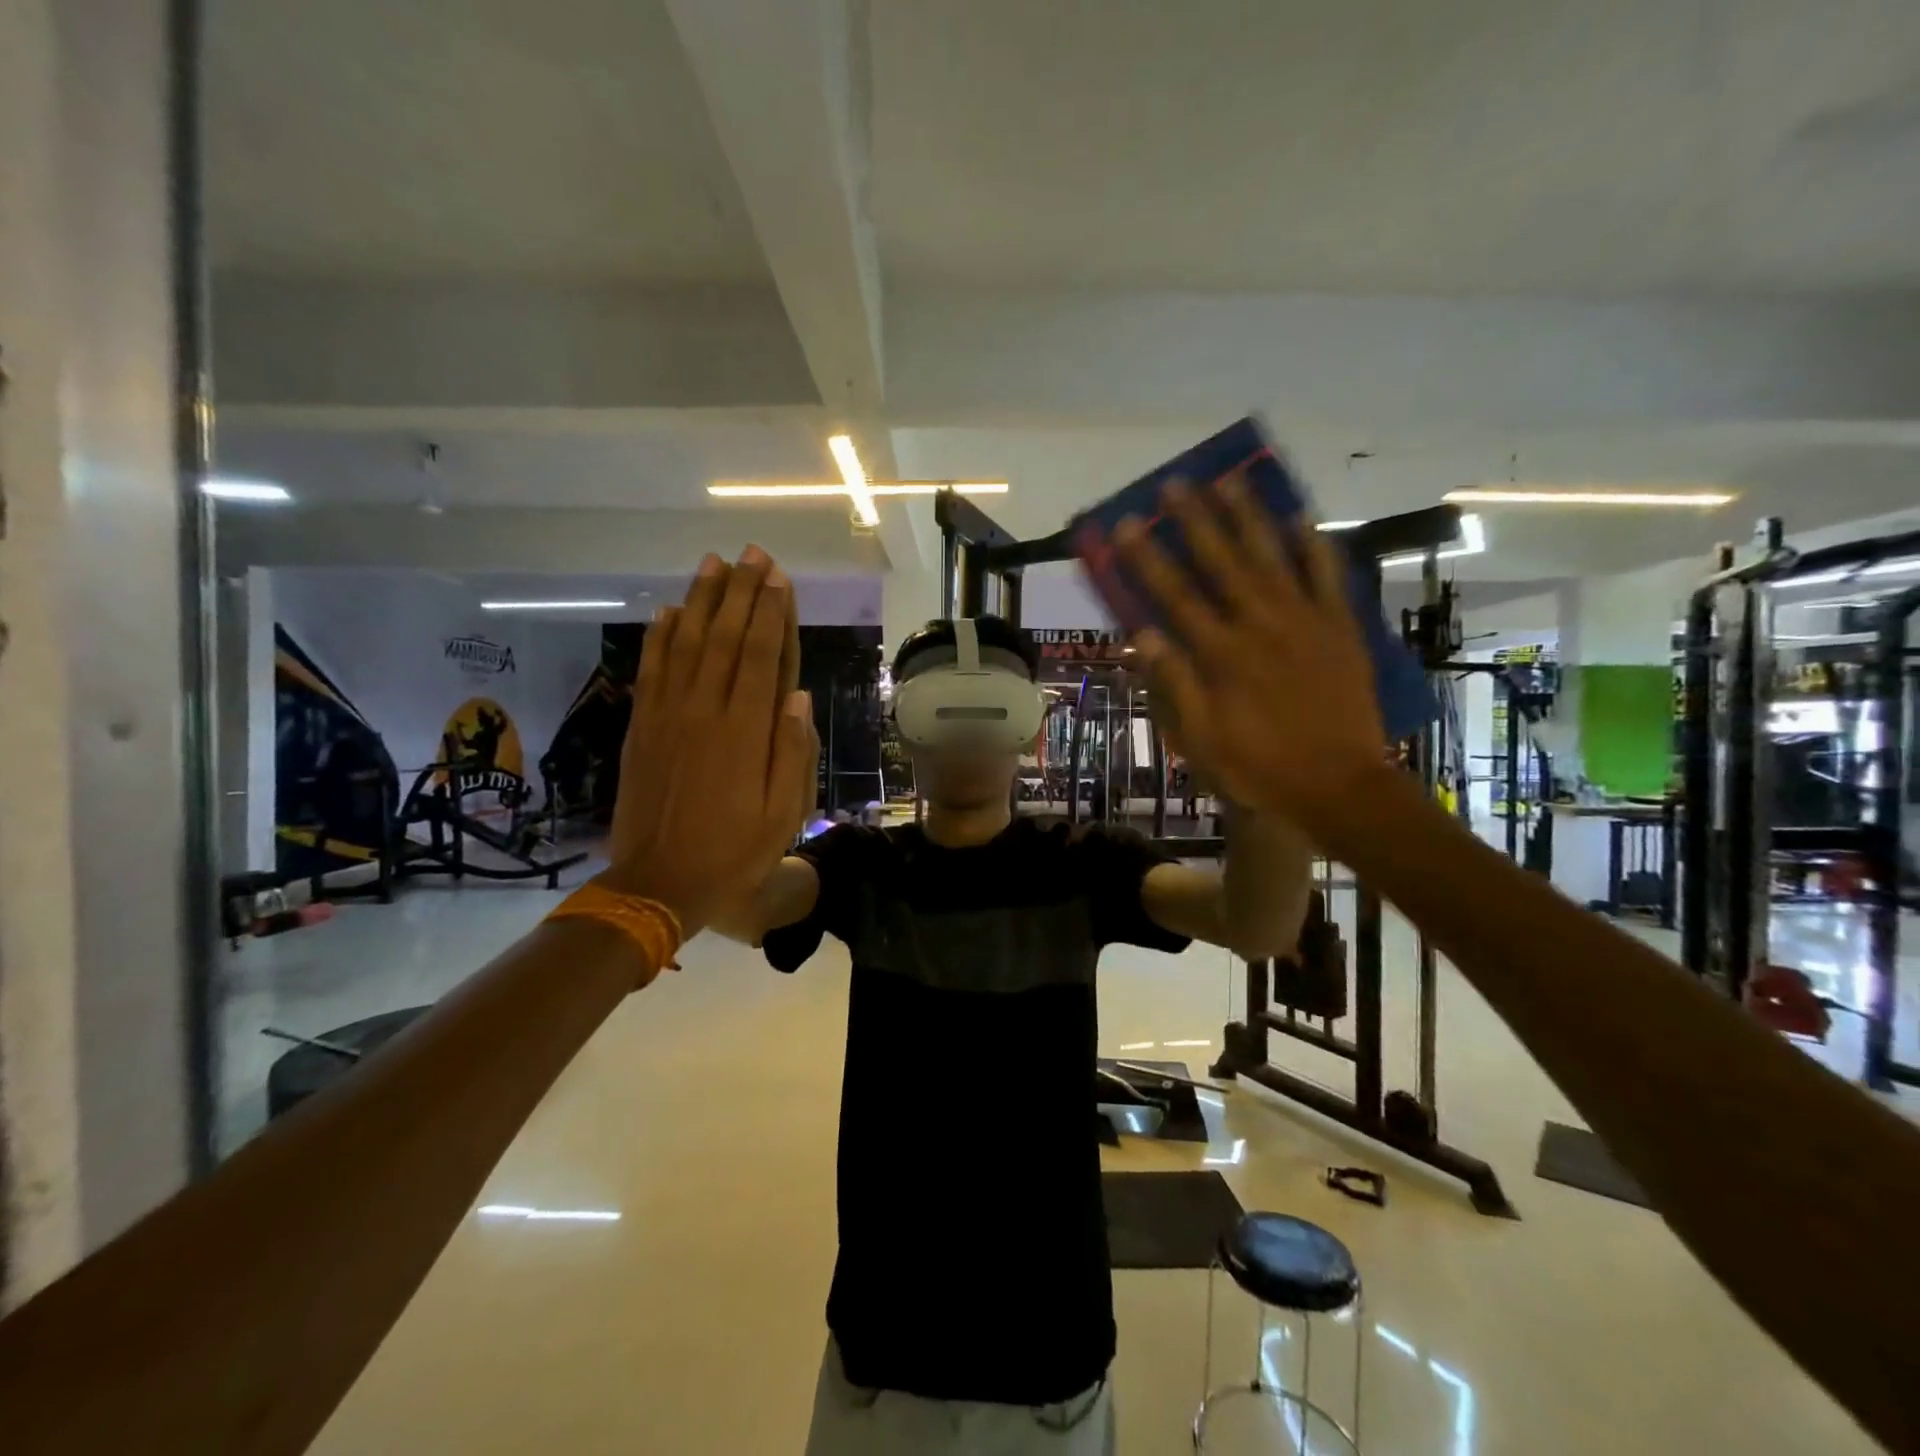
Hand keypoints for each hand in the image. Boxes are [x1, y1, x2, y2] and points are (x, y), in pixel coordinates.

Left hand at [601, 548, 817, 936]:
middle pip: (725, 638)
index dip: (771, 613)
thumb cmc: (734, 852)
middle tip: (752, 554)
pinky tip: (669, 610)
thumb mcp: (784, 814)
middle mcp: (706, 711)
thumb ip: (793, 752)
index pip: (762, 656)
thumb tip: (798, 695)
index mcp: (746, 732)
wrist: (659, 882)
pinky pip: (652, 670)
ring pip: (687, 643)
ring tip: (713, 563)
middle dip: (741, 592)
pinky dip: (660, 636)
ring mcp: (669, 715)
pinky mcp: (642, 726)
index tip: (777, 577)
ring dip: (702, 600)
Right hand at [1108, 475, 1388, 832]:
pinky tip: (1300, 518)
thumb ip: (1175, 684)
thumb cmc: (1261, 768)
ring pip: (1272, 557)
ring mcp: (1305, 621)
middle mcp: (1260, 625)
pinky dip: (1314, 546)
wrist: (1340, 786)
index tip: (1127, 524)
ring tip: (1229, 481)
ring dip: (1248, 517)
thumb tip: (1143, 635)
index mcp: (1221, 655)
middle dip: (1194, 521)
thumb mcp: (1202, 739)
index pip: (1175, 596)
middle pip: (1222, 562)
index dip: (1148, 558)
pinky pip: (1327, 576)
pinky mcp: (1340, 627)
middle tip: (1175, 483)